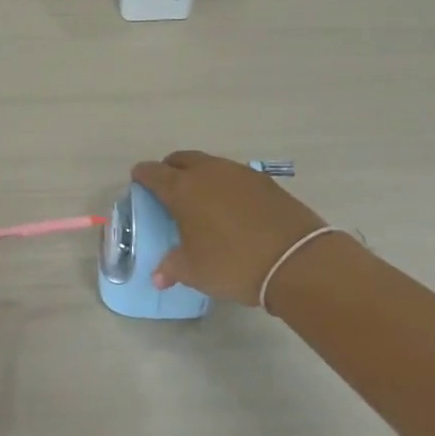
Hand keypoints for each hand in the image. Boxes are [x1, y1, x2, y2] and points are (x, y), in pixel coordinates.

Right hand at [130, 150, 328, 305]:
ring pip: (210, 164)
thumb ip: (172, 267)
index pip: (153, 172)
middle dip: (170, 169)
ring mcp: (240, 173)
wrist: (296, 260)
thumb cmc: (233, 263)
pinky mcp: (265, 182)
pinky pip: (234, 175)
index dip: (142, 176)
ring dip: (199, 175)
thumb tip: (158, 276)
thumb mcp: (195, 271)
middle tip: (167, 188)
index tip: (138, 181)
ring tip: (200, 199)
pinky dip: (225, 185)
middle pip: (181, 159)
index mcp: (183, 189)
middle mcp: (208, 172)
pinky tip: (230, 206)